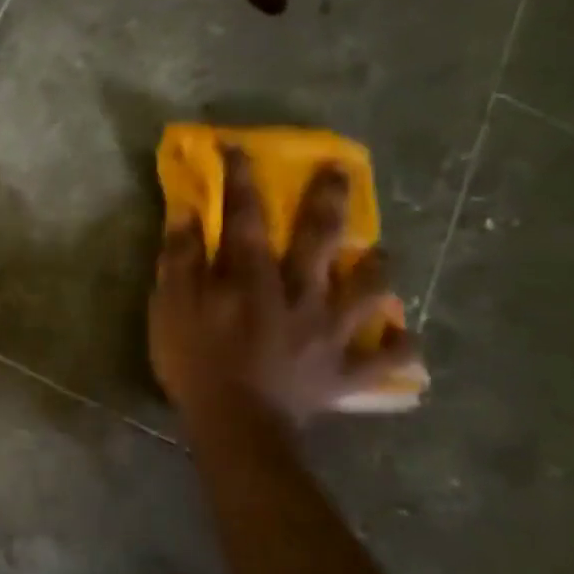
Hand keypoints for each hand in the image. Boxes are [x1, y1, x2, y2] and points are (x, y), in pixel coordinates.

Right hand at [149, 150, 417, 424]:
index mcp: (252, 277)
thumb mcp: (170, 308)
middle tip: (340, 172)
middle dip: (327, 201)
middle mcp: (300, 294)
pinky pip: (386, 358)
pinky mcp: (345, 371)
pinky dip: (398, 347)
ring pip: (367, 291)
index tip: (236, 148)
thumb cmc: (194, 363)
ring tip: (381, 255)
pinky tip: (403, 338)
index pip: (244, 216)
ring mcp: (330, 332)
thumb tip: (188, 214)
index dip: (240, 180)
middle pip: (319, 240)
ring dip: (376, 269)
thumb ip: (180, 260)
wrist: (235, 425)